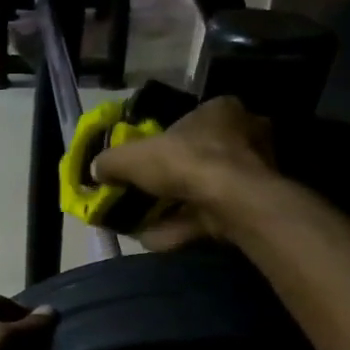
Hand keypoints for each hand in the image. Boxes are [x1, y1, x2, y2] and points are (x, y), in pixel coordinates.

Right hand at [92, 96, 278, 247]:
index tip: (144, 161)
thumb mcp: (134, 156)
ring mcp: (253, 174)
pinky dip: (182, 227)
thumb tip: (96, 168)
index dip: (164, 141)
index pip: (190, 121)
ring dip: (174, 208)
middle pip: (198, 158)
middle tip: (143, 194)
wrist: (231, 202)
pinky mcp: (251, 206)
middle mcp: (244, 136)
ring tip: (143, 223)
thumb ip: (112, 161)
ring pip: (204, 191)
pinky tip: (156, 239)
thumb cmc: (187, 162)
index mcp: (221, 110)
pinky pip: (210, 216)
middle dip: (170, 179)